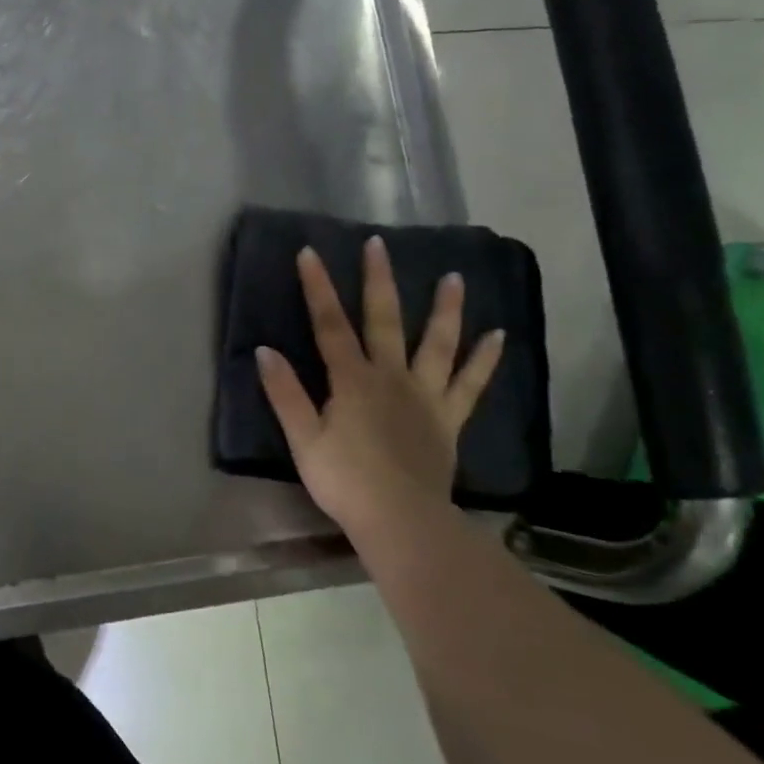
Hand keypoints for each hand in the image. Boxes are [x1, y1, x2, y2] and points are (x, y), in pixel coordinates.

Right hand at [256, 236, 505, 530]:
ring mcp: (425, 396)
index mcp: (351, 380)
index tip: (310, 252)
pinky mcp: (448, 419)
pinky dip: (485, 360)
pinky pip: (470, 384)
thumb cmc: (344, 479)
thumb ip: (285, 393)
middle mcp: (390, 377)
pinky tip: (499, 336)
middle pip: (384, 321)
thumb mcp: (302, 438)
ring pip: (437, 344)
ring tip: (454, 278)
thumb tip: (264, 350)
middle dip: (378, 281)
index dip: (318, 287)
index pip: (329, 324)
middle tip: (379, 244)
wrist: (400, 519)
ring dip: (445, 309)